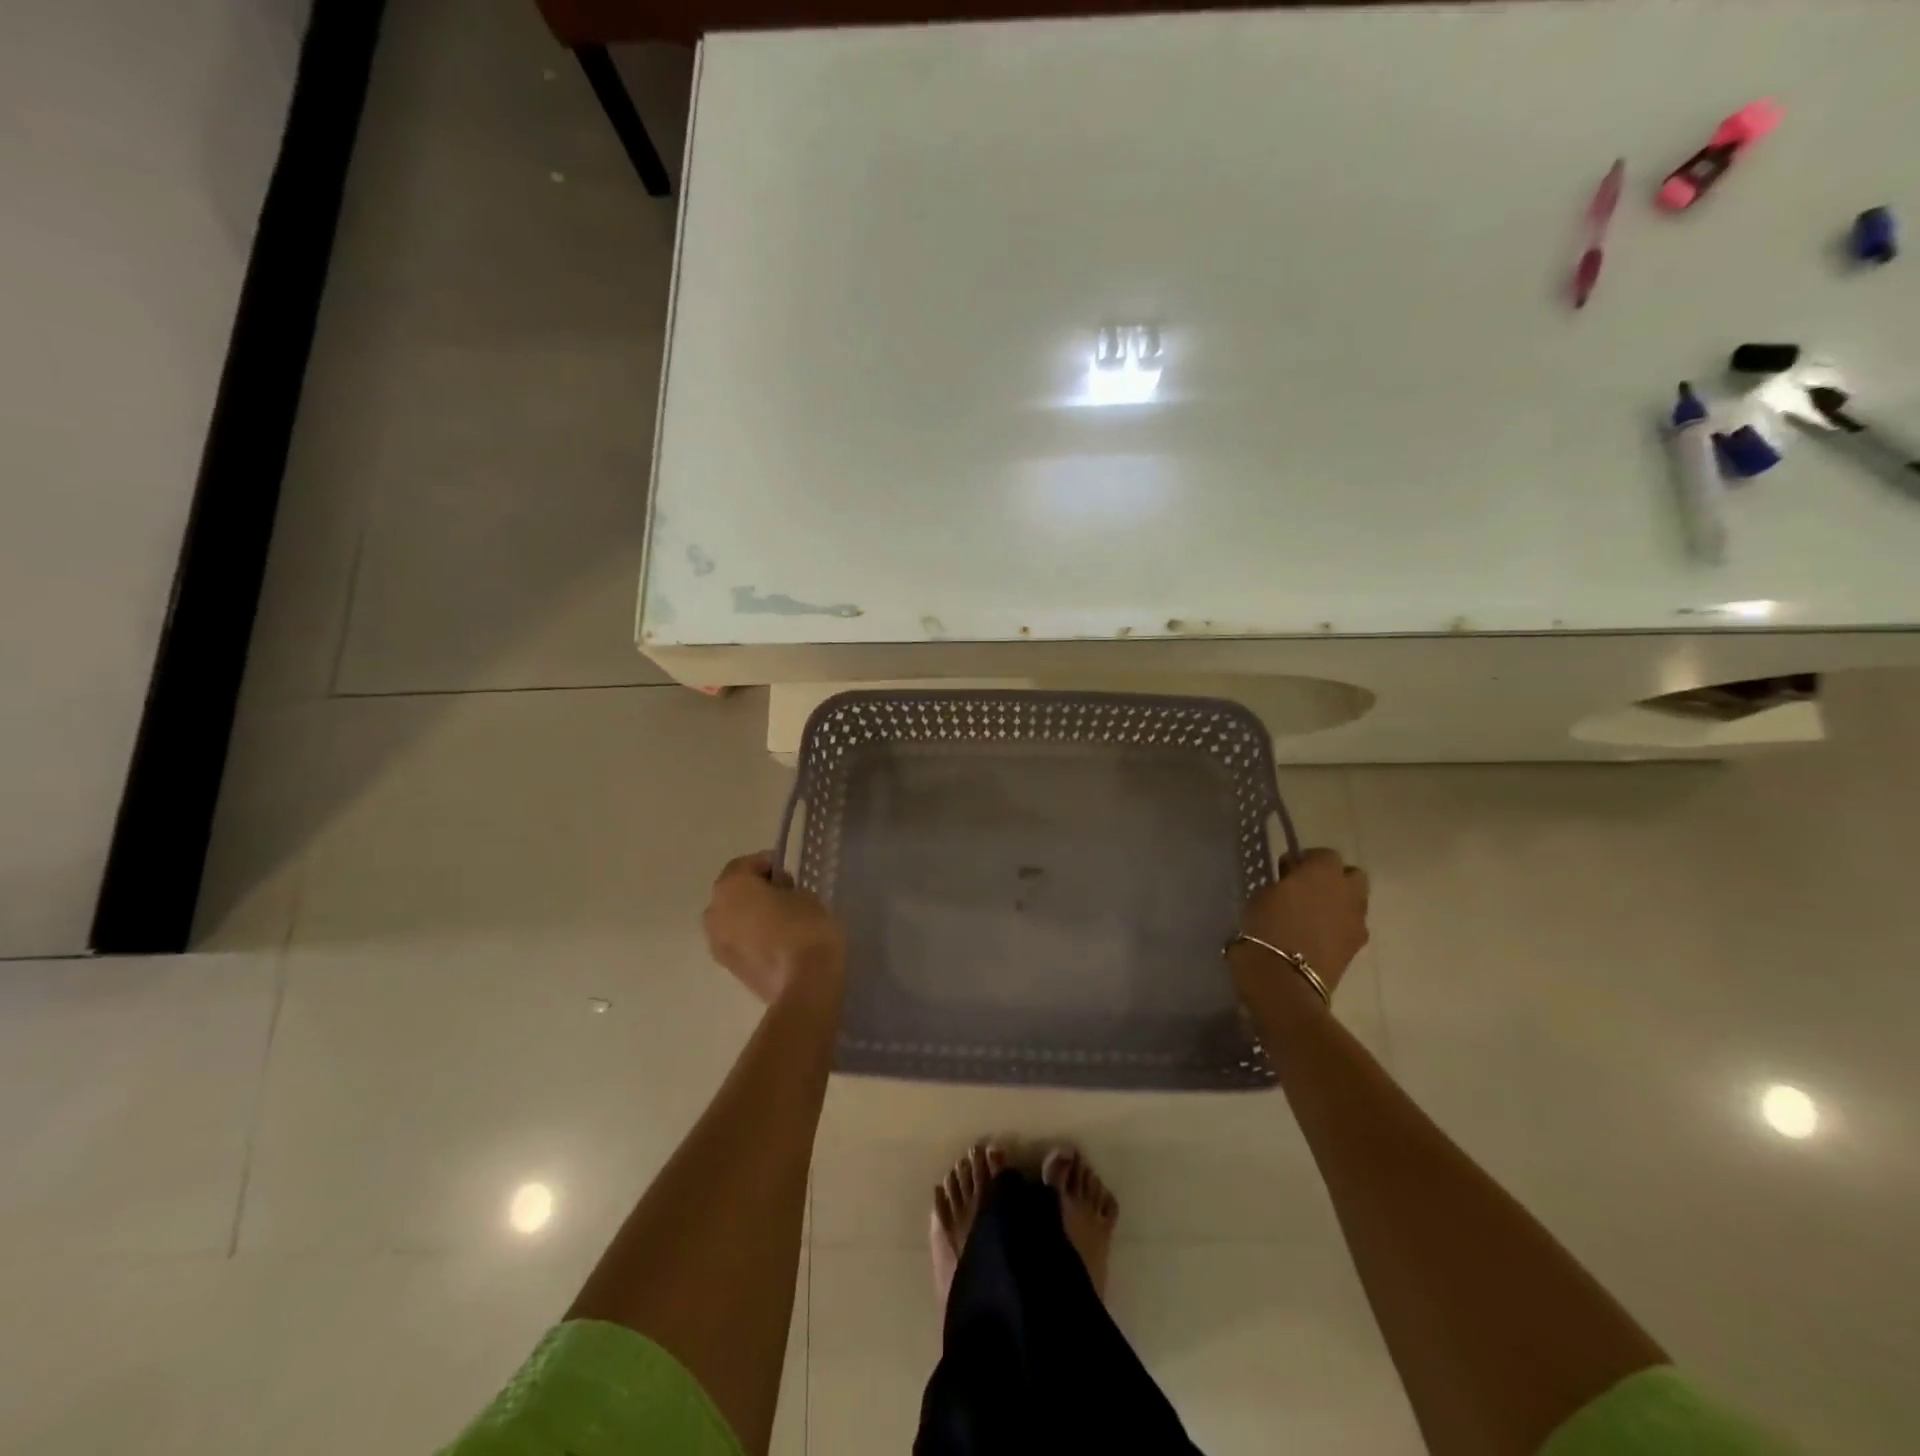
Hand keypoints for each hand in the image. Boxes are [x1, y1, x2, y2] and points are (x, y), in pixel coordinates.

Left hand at [703, 852, 845, 1004]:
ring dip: (752, 916)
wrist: (804, 983)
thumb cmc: (804, 927)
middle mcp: (714, 911)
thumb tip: (777, 894)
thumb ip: (783, 888)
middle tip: (786, 894)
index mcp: (730, 886)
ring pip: (734, 919)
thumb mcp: (803, 894)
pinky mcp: (728, 968)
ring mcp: (717, 943)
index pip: (746, 864)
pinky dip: (753, 937)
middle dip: (756, 890)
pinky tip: (778, 941)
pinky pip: (739, 941)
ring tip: (783, 920)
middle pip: (734, 892)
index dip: (769, 864)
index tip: (790, 873)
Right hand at [1236, 847, 1369, 999]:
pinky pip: (1350, 927)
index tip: (1286, 871)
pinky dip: (1337, 927)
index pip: (1324, 854)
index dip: (1306, 860)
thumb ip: (1284, 882)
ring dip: (1337, 903)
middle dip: (1333, 879)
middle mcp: (1348, 892)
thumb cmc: (1266, 927)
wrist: (1284, 980)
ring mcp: (1357, 921)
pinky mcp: (1357, 948)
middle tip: (1305, 890)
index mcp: (1324, 872)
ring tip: (1310, 916)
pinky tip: (1314, 936)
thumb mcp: (1263, 894)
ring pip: (1354, 902)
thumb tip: (1293, 882)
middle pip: (1351, 876)